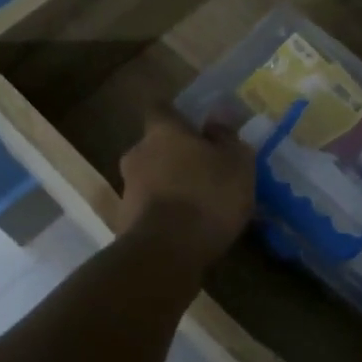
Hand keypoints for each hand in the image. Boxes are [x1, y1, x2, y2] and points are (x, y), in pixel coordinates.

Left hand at [117, 109, 254, 267]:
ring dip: (170, 185)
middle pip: (155, 146)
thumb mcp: (237, 164)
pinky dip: (165, 213)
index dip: (177, 115)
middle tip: (203, 169)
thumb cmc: (206, 196)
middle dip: (175, 155)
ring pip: (151, 178)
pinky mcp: (124, 222)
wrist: (165, 253)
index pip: (161, 108)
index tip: (195, 125)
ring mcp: (127, 189)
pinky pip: (150, 208)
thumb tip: (216, 121)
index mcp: (162, 131)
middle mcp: (138, 153)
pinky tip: (187, 228)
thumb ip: (228, 138)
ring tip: (199, 204)